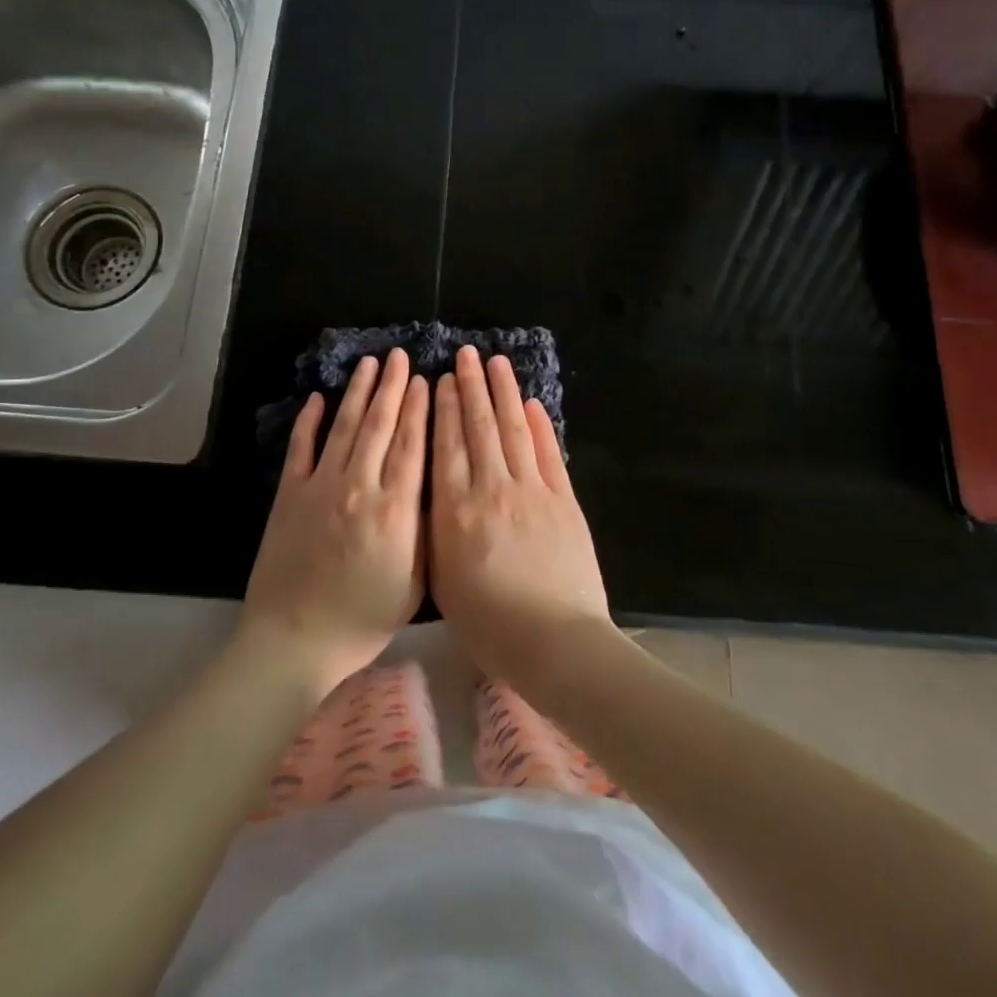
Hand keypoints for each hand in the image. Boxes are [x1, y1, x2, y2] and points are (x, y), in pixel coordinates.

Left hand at [242, 349, 429, 696]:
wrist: (296, 638)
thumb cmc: (364, 617)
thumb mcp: (415, 580)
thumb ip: (425, 528)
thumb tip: (432, 483)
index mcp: (395, 509)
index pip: (411, 445)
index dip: (419, 408)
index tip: (425, 380)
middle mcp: (359, 487)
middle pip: (380, 425)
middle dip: (392, 387)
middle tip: (399, 356)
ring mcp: (320, 487)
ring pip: (344, 428)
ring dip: (358, 393)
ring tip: (369, 364)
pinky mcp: (289, 494)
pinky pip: (301, 448)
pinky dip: (310, 421)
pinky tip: (319, 398)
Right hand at [431, 345, 611, 694]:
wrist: (555, 642)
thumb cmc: (489, 624)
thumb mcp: (443, 580)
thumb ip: (436, 529)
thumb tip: (433, 489)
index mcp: (457, 510)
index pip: (447, 445)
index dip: (445, 408)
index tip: (442, 379)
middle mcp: (492, 489)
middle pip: (479, 427)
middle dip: (472, 387)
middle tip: (465, 354)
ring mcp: (532, 490)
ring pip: (513, 429)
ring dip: (503, 393)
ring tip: (495, 362)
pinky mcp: (564, 500)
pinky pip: (548, 453)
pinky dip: (539, 425)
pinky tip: (530, 403)